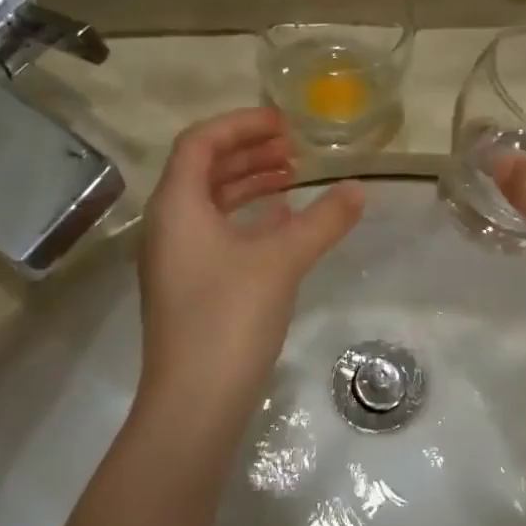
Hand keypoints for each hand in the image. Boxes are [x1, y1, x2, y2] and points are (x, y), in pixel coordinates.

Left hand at [135, 109, 363, 440]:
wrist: (194, 402)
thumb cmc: (230, 318)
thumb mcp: (282, 261)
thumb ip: (322, 220)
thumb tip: (358, 189)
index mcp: (176, 205)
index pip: (200, 142)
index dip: (241, 125)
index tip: (283, 124)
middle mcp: (167, 224)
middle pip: (204, 169)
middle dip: (248, 152)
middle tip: (293, 148)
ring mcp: (175, 258)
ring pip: (210, 202)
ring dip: (249, 184)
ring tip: (292, 179)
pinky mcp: (187, 285)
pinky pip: (215, 232)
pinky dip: (247, 218)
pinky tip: (281, 224)